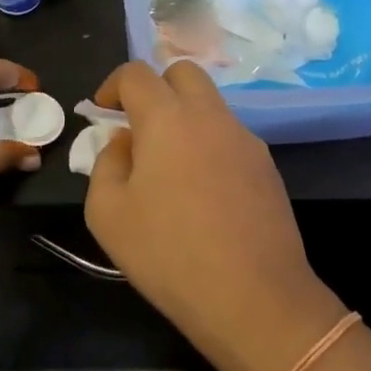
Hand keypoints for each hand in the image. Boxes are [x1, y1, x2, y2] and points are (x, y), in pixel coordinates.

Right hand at [83, 61, 346, 370]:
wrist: (254, 298)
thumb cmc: (169, 253)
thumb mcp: (107, 213)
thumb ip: (106, 164)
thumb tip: (125, 142)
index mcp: (167, 118)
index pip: (136, 73)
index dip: (113, 85)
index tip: (104, 112)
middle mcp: (210, 116)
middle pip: (183, 71)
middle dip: (156, 88)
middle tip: (140, 127)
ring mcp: (245, 139)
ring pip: (210, 105)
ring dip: (184, 117)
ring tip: (169, 168)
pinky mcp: (267, 167)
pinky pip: (229, 137)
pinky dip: (209, 145)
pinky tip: (203, 193)